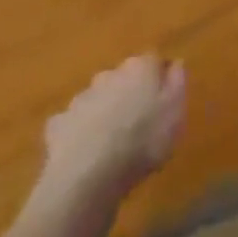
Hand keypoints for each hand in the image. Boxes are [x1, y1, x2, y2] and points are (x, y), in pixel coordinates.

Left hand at [37, 56, 187, 204]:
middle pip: (123, 79)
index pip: (153, 61)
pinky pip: (73, 125)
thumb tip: (175, 63)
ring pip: (97, 100)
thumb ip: (178, 83)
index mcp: (139, 68)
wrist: (88, 174)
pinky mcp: (59, 124)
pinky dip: (79, 134)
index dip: (159, 79)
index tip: (164, 101)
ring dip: (104, 113)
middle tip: (137, 124)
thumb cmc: (142, 141)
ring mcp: (81, 98)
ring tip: (111, 144)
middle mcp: (109, 74)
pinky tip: (84, 155)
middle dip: (129, 94)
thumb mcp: (175, 112)